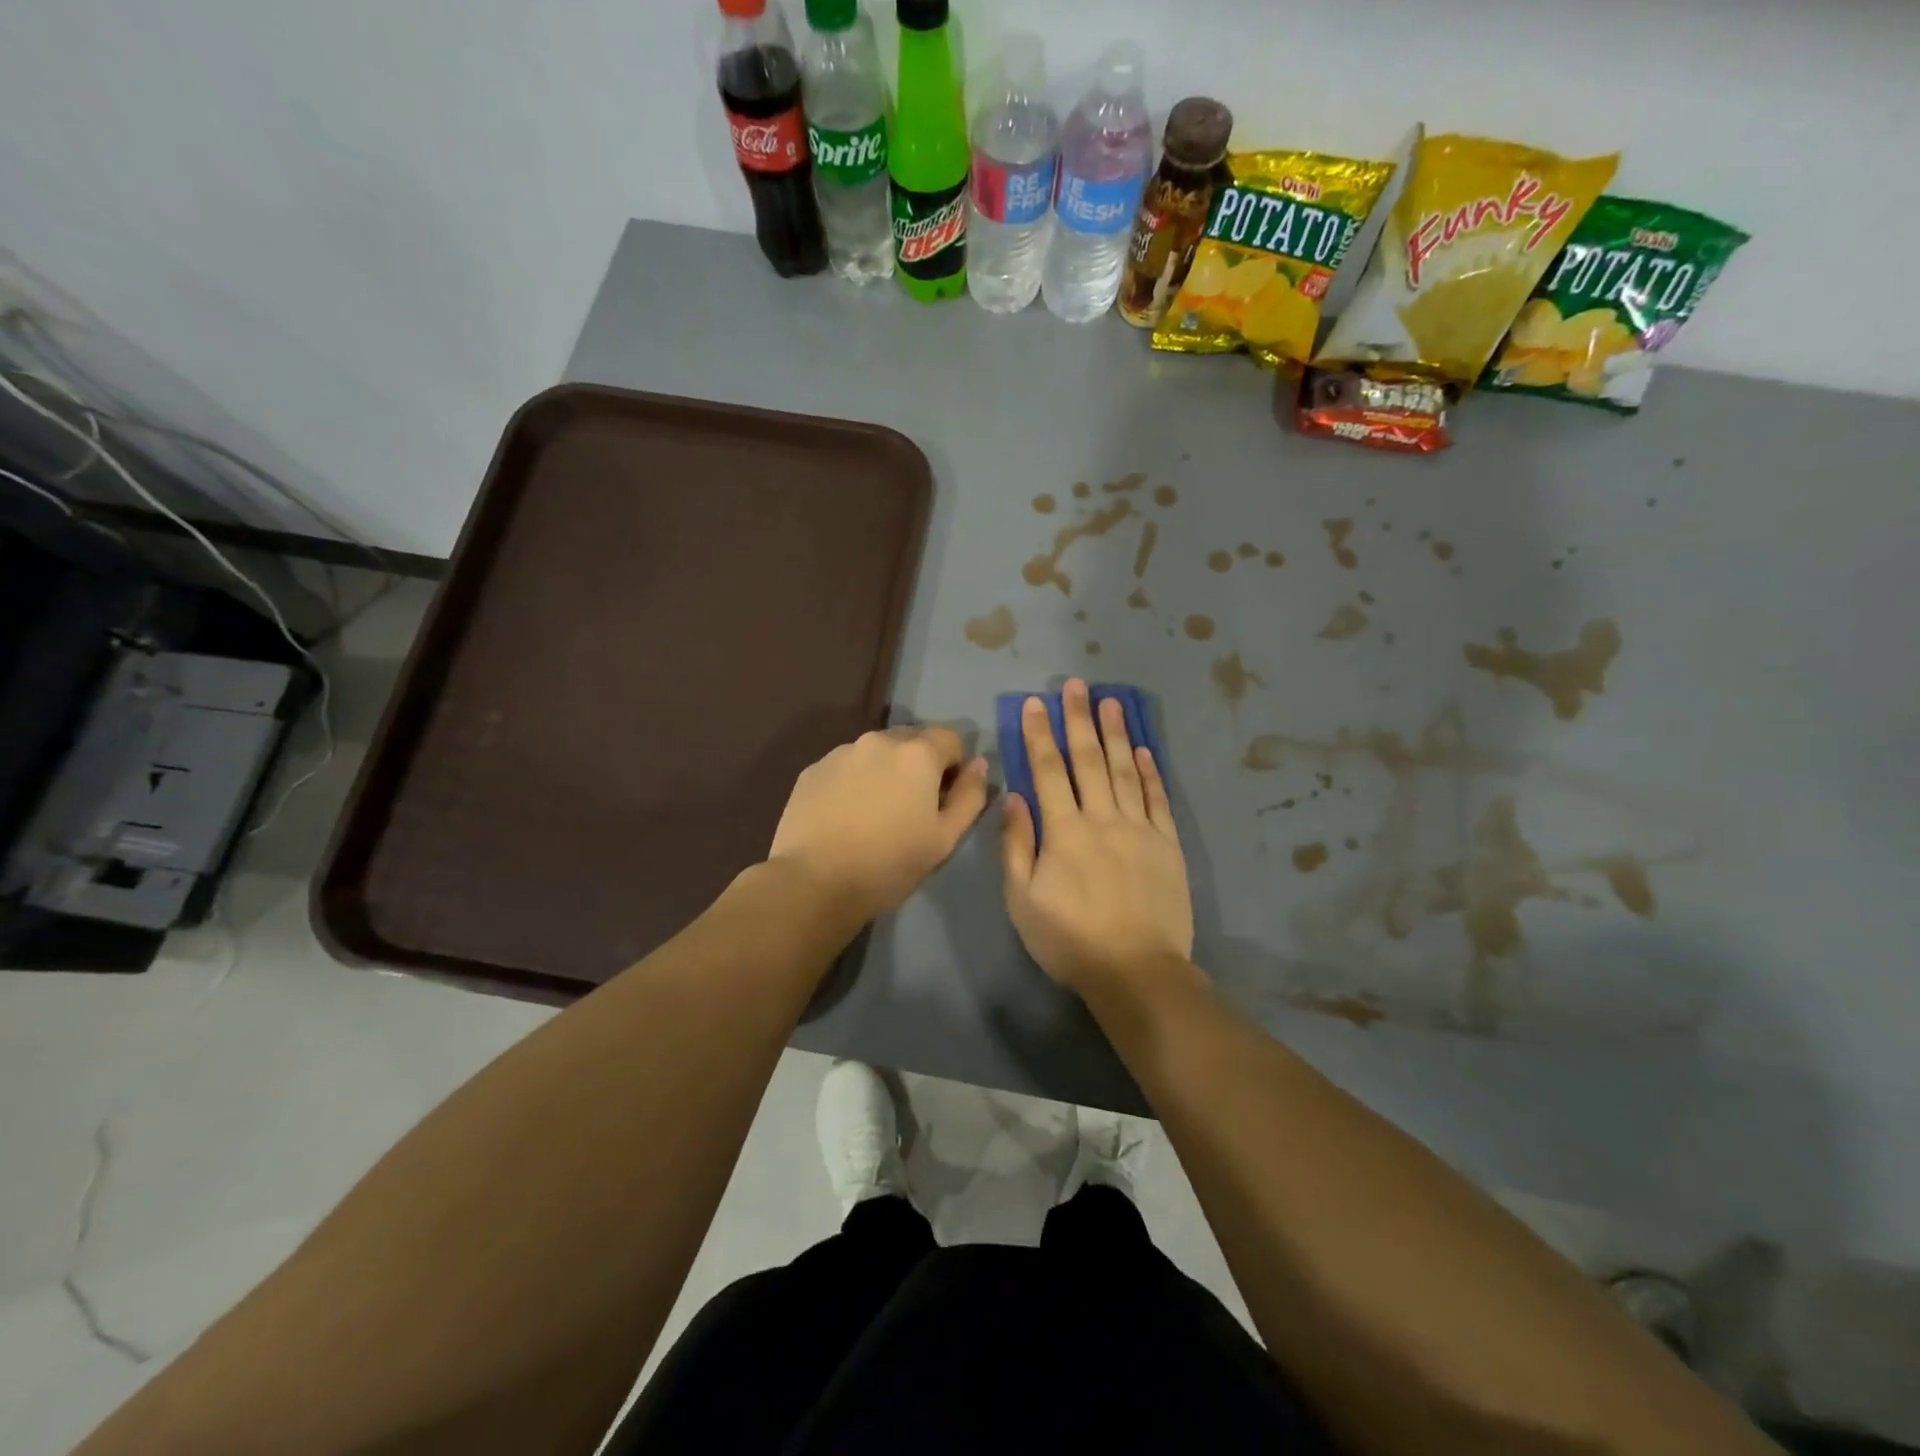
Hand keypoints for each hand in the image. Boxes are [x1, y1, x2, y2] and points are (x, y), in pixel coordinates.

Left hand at [769, 726, 989, 921]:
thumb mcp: (945, 838)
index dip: (956, 764)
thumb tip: (979, 765)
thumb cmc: (890, 863)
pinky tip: (847, 816)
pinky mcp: (813, 770)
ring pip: (876, 752)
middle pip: (912, 739)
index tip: (946, 797)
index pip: (951, 737)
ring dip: (885, 771)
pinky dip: (855, 781)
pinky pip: (846, 766)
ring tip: (876, 813)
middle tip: (913, 807)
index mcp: (917, 753)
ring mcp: (841, 752)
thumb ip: (970, 796)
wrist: (814, 882)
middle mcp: (879, 740)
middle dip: (920, 764)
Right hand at [1000, 679, 1192, 993]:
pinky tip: (1145, 749)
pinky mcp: (1167, 844)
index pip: (1049, 771)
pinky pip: (1158, 799)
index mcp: (1065, 831)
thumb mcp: (1022, 900)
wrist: (1136, 971)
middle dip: (1079, 719)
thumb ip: (1017, 845)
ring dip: (1117, 734)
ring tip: (1112, 701)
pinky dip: (1151, 771)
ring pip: (1126, 770)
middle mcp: (1103, 818)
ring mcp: (1140, 829)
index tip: (1035, 704)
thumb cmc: (1070, 940)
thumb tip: (1014, 797)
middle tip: (1077, 685)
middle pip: (1090, 760)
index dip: (1040, 734)